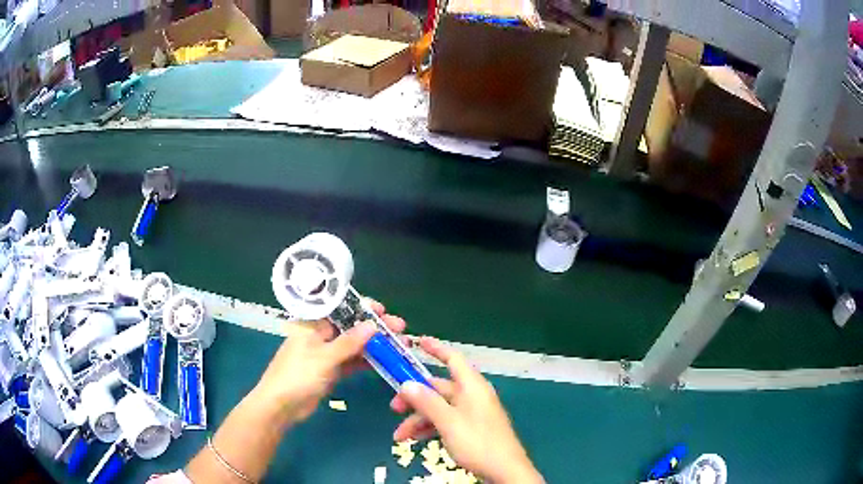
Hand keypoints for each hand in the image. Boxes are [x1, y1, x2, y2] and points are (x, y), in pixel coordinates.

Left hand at [252, 300, 405, 422]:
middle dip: (375, 327)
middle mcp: (320, 335)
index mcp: (313, 325)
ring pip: (354, 345)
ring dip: (374, 345)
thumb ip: (349, 343)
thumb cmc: (297, 376)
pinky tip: (385, 360)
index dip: (362, 308)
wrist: (281, 407)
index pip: (340, 309)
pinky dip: (367, 361)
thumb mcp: (323, 358)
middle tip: (399, 328)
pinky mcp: (331, 371)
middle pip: (351, 327)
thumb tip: (372, 325)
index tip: (383, 311)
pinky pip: (352, 362)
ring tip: (399, 344)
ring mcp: (326, 354)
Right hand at [391, 337, 543, 483]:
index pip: (453, 358)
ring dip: (419, 419)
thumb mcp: (448, 422)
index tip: (417, 341)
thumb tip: (407, 383)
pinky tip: (416, 440)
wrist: (504, 471)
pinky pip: (447, 421)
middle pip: (439, 388)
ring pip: (440, 408)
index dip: (435, 348)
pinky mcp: (472, 428)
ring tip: (400, 436)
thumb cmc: (477, 442)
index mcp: (471, 386)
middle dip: (415, 398)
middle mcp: (472, 395)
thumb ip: (427, 402)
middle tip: (393, 408)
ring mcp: (472, 413)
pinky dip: (431, 427)